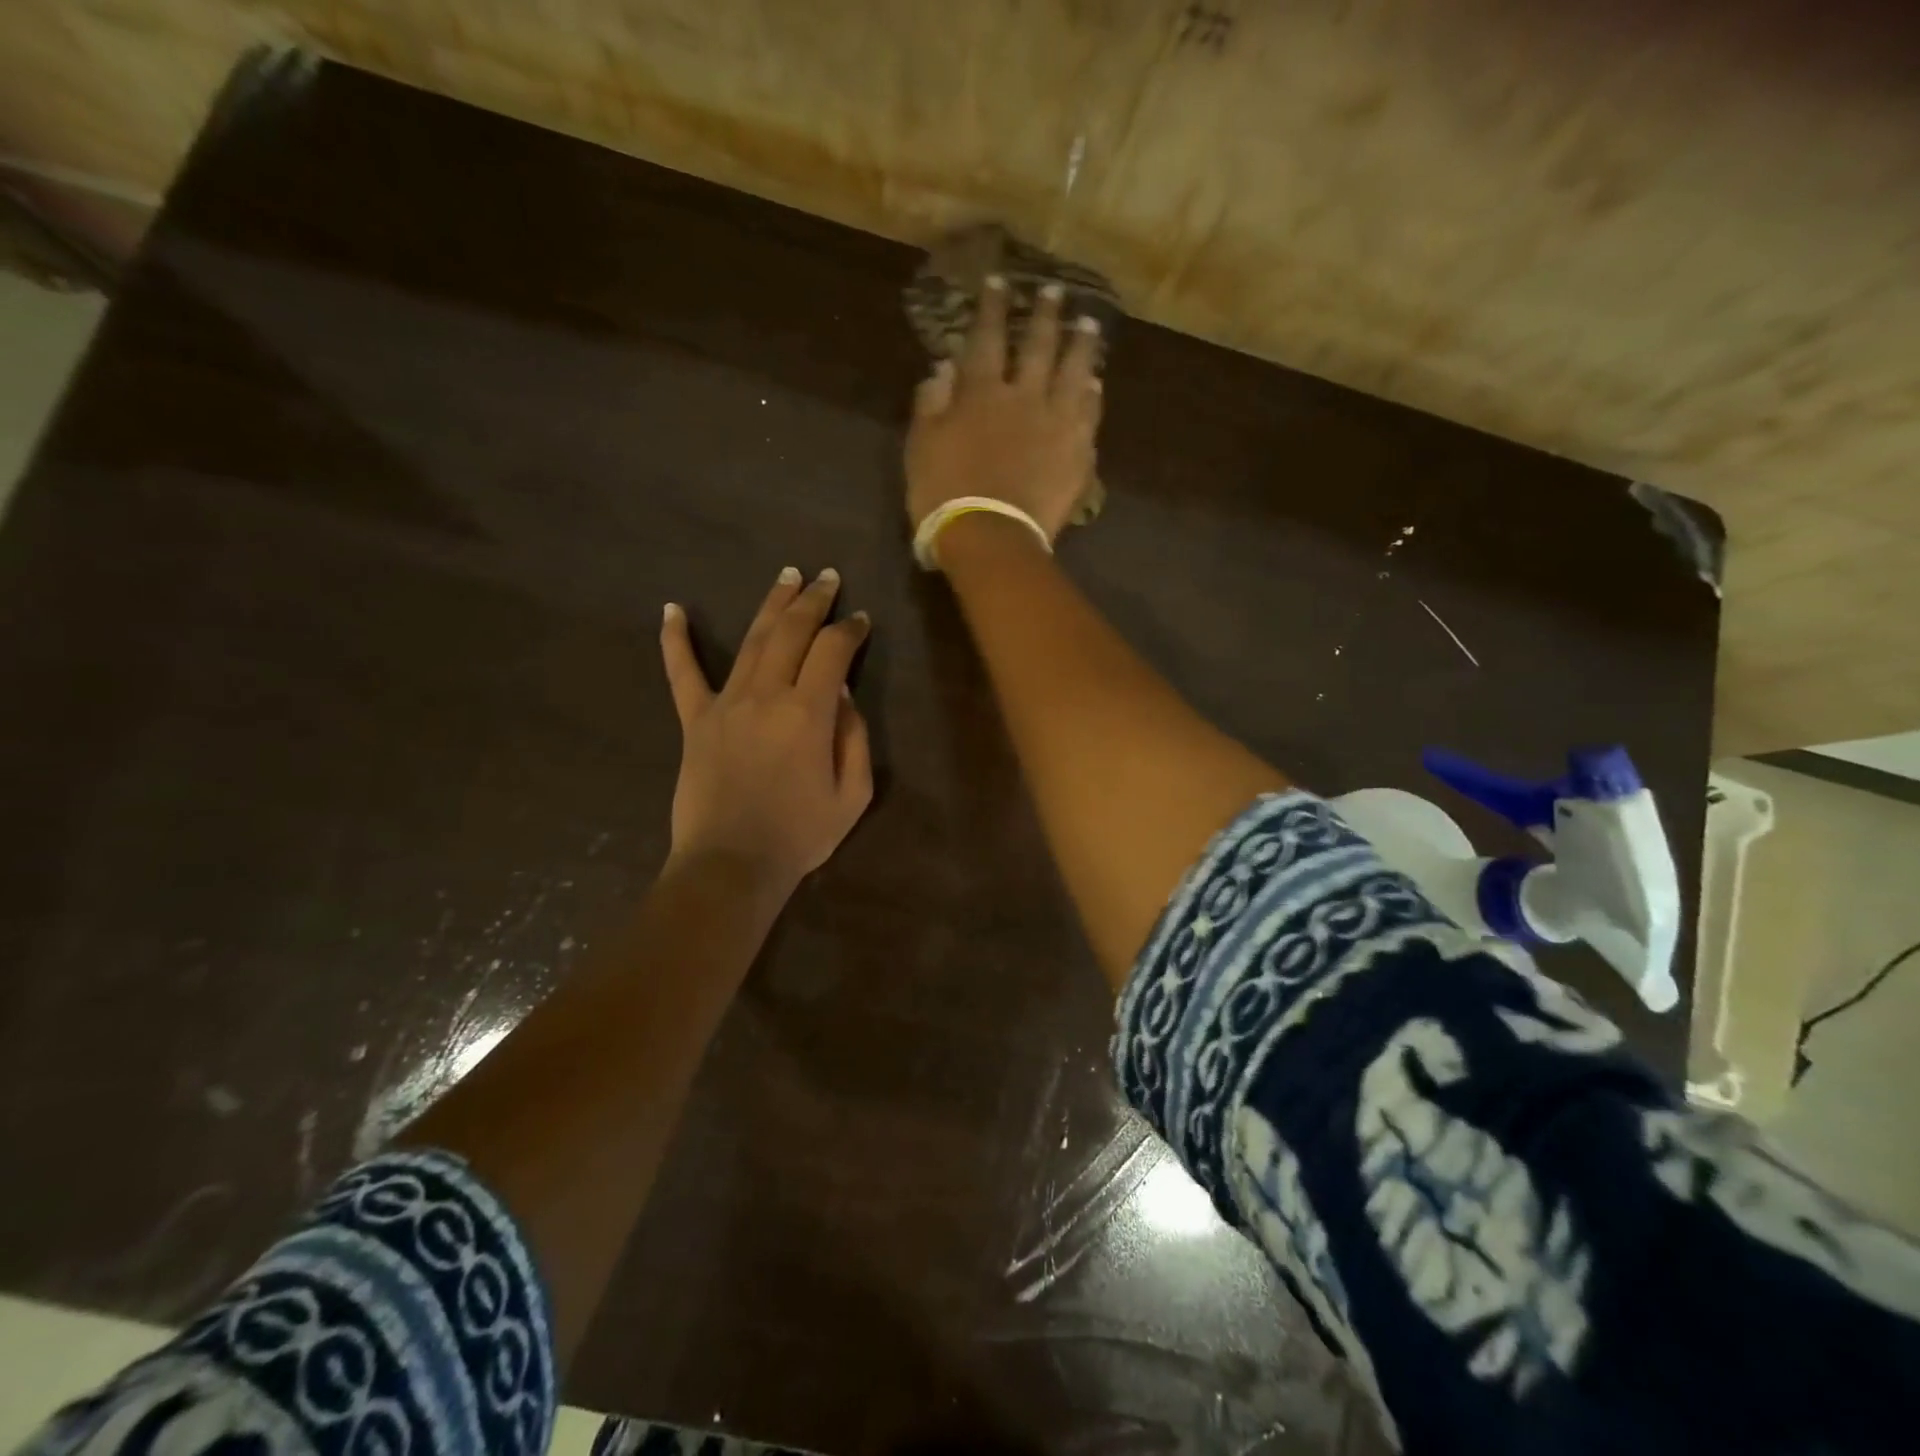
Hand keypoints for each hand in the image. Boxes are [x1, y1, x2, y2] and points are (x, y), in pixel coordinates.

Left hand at [660, 567, 873, 893]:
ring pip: (751, 640)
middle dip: (814, 600)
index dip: (850, 630)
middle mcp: (766, 695)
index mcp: (808, 713)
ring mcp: (725, 704)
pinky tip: (672, 609)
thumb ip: (854, 738)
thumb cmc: (800, 835)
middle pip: (792, 631)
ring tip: (786, 576)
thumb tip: (843, 695)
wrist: (732, 865)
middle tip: (828, 578)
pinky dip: (676, 640)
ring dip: (771, 604)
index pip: (833, 651)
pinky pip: (682, 674)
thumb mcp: (852, 794)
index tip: (861, 620)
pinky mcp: (695, 721)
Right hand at [905, 277, 1103, 546]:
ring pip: (1073, 372)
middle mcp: (1023, 397)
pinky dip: (1092, 395)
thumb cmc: (944, 494)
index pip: (987, 338)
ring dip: (1080, 345)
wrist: (990, 536)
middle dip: (1045, 315)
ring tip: (1088, 325)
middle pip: (1038, 346)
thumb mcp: (921, 446)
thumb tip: (943, 367)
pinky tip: (1095, 384)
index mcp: (980, 393)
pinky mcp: (1078, 453)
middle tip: (1054, 291)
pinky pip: (1090, 414)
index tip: (999, 281)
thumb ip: (931, 403)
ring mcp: (1057, 423)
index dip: (992, 308)